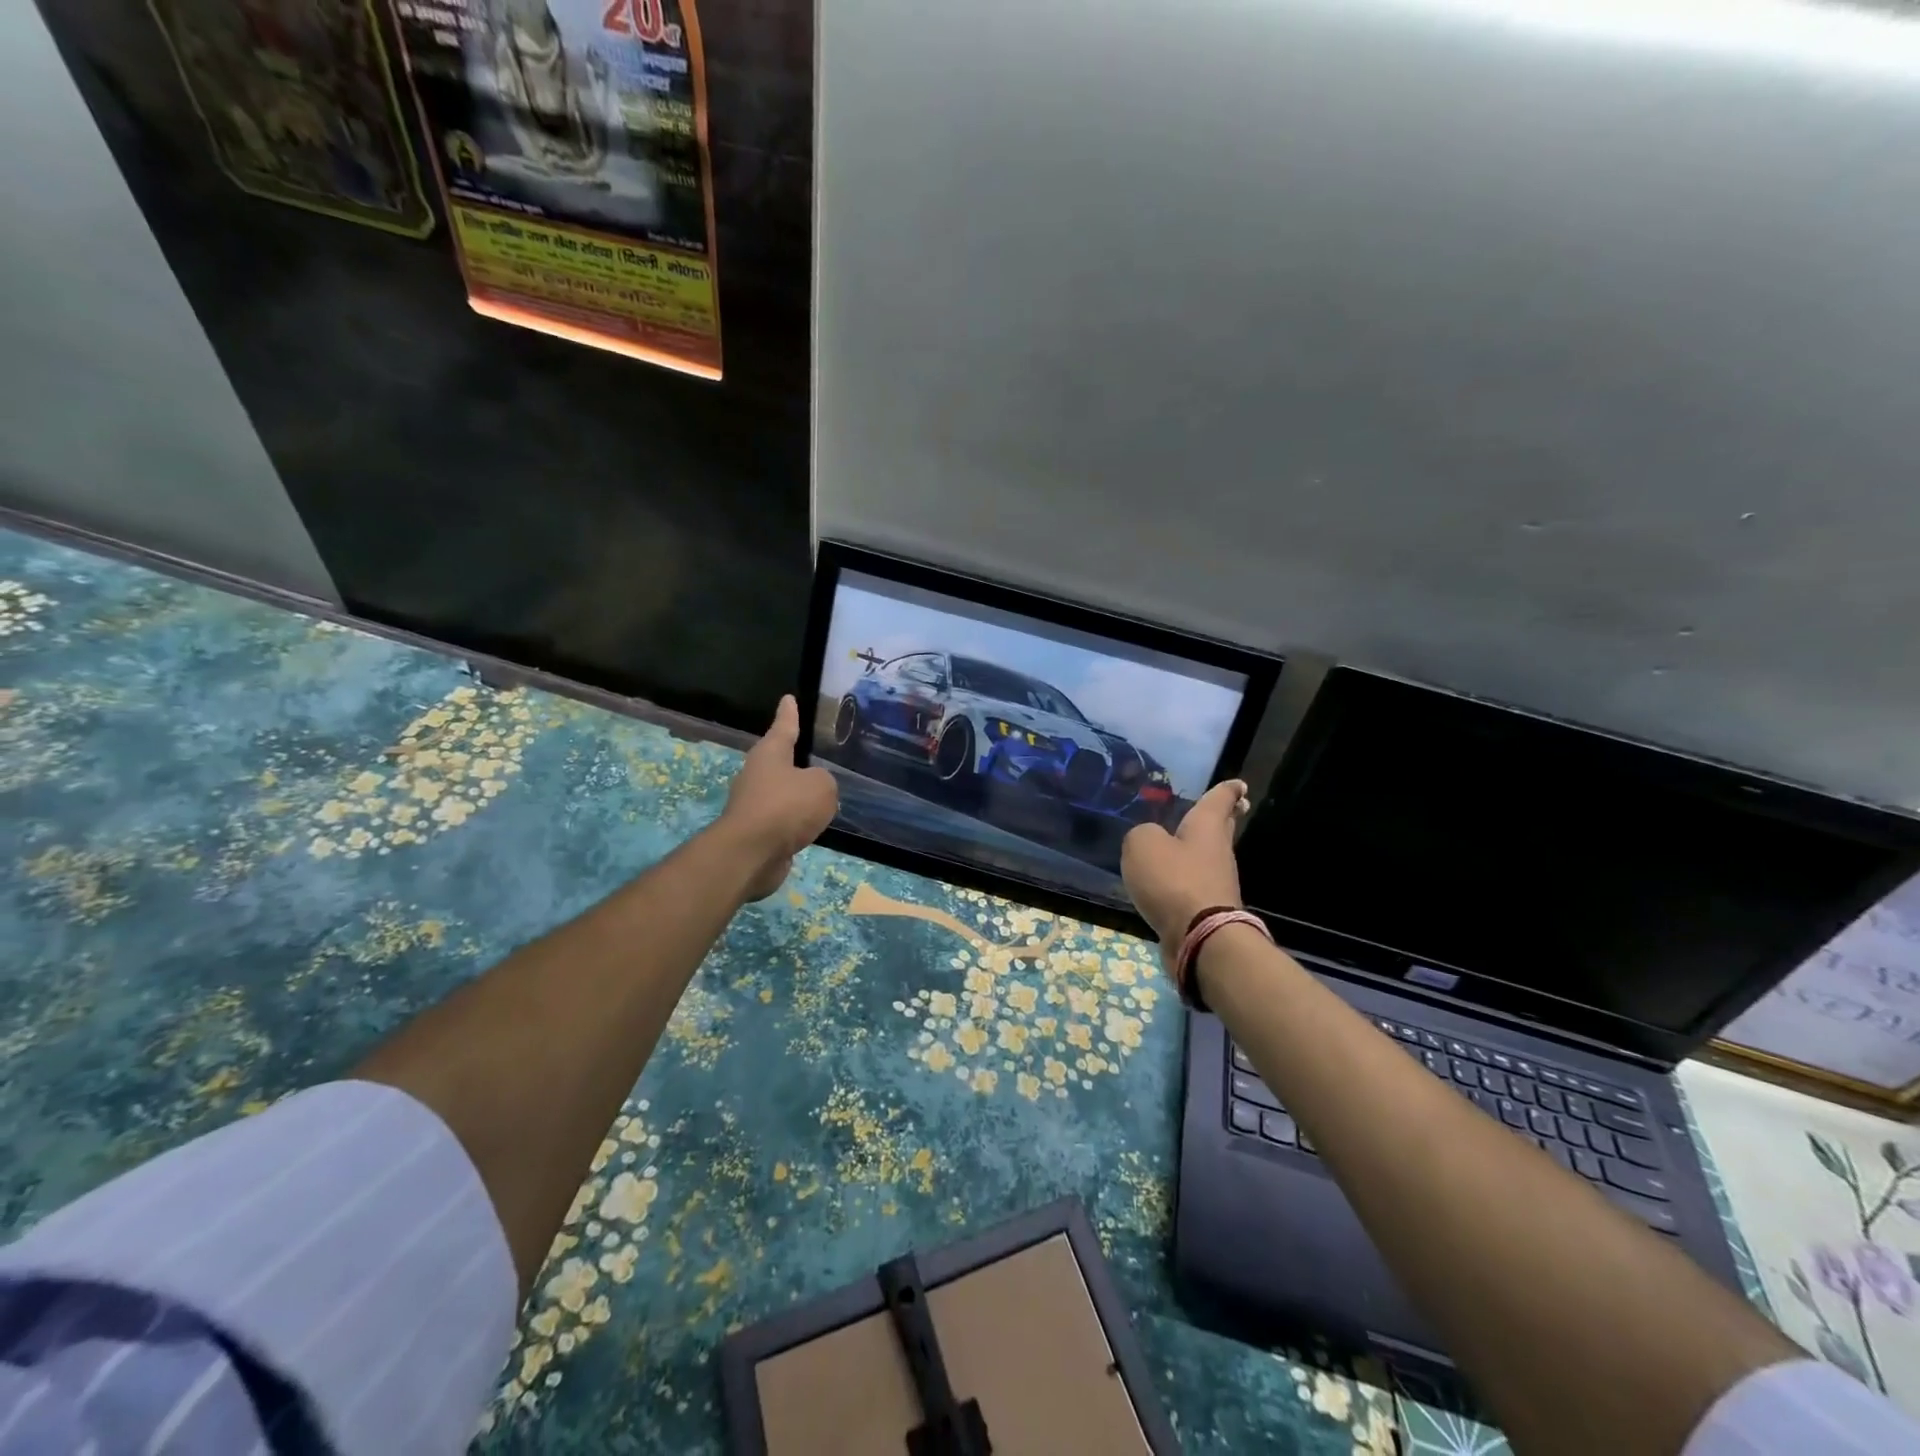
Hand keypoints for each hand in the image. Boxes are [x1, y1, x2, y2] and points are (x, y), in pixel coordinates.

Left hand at [718, 696, 839, 901]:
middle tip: (813, 756)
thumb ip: (824, 782)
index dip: (788, 714)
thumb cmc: (786, 808)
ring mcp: (753, 805)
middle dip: (794, 759)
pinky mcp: (756, 833)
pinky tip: (811, 827)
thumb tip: (815, 789)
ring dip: (797, 795)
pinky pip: (783, 821)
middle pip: (779, 762)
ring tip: (820, 796)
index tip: (788, 699)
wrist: (751, 854)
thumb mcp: (821, 787)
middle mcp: (757, 775)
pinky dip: (795, 822)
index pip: (784, 727)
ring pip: (781, 794)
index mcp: (770, 754)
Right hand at [1120, 778, 1250, 944]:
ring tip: (1184, 843)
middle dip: (1224, 817)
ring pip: (1209, 857)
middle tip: (1230, 806)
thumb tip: (1149, 842)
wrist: (1199, 938)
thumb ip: (1141, 835)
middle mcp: (1218, 851)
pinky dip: (1187, 879)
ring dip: (1200, 850)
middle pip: (1222, 828)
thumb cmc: (1174, 880)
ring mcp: (1217, 883)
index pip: (1219, 800)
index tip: (1239, 784)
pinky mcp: (1208, 910)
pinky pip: (1196, 885)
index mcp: (1207, 827)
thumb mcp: (1142, 845)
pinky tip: (1171, 880)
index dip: (1227, 790)